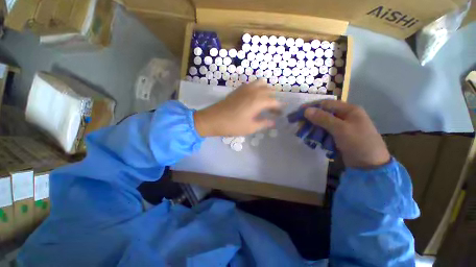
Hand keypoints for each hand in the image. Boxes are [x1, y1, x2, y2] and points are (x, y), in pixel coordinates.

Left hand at [194, 80, 280, 136]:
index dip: (279, 107)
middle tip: (274, 109)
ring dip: (266, 90)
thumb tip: (273, 122)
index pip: (274, 101)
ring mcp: (245, 88)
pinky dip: (257, 88)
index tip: (281, 113)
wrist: (213, 119)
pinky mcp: (238, 89)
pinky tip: (255, 97)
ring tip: (266, 101)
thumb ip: (264, 123)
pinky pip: (252, 84)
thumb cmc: (232, 125)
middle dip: (274, 99)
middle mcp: (253, 91)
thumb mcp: (250, 127)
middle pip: (269, 90)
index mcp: (258, 101)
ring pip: (261, 84)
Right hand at [304, 100, 389, 168]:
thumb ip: (323, 118)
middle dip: (311, 121)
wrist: (370, 167)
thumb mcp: (341, 129)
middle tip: (299, 127)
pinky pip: (325, 133)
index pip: (325, 104)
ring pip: (322, 125)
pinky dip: (319, 136)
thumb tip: (306, 110)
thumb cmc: (359, 144)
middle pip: (323, 115)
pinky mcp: (339, 137)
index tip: (298, 113)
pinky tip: (315, 141)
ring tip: (306, 137)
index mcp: (349, 110)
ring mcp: (342, 127)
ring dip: (314, 130)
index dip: (311, 107)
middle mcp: (345, 117)